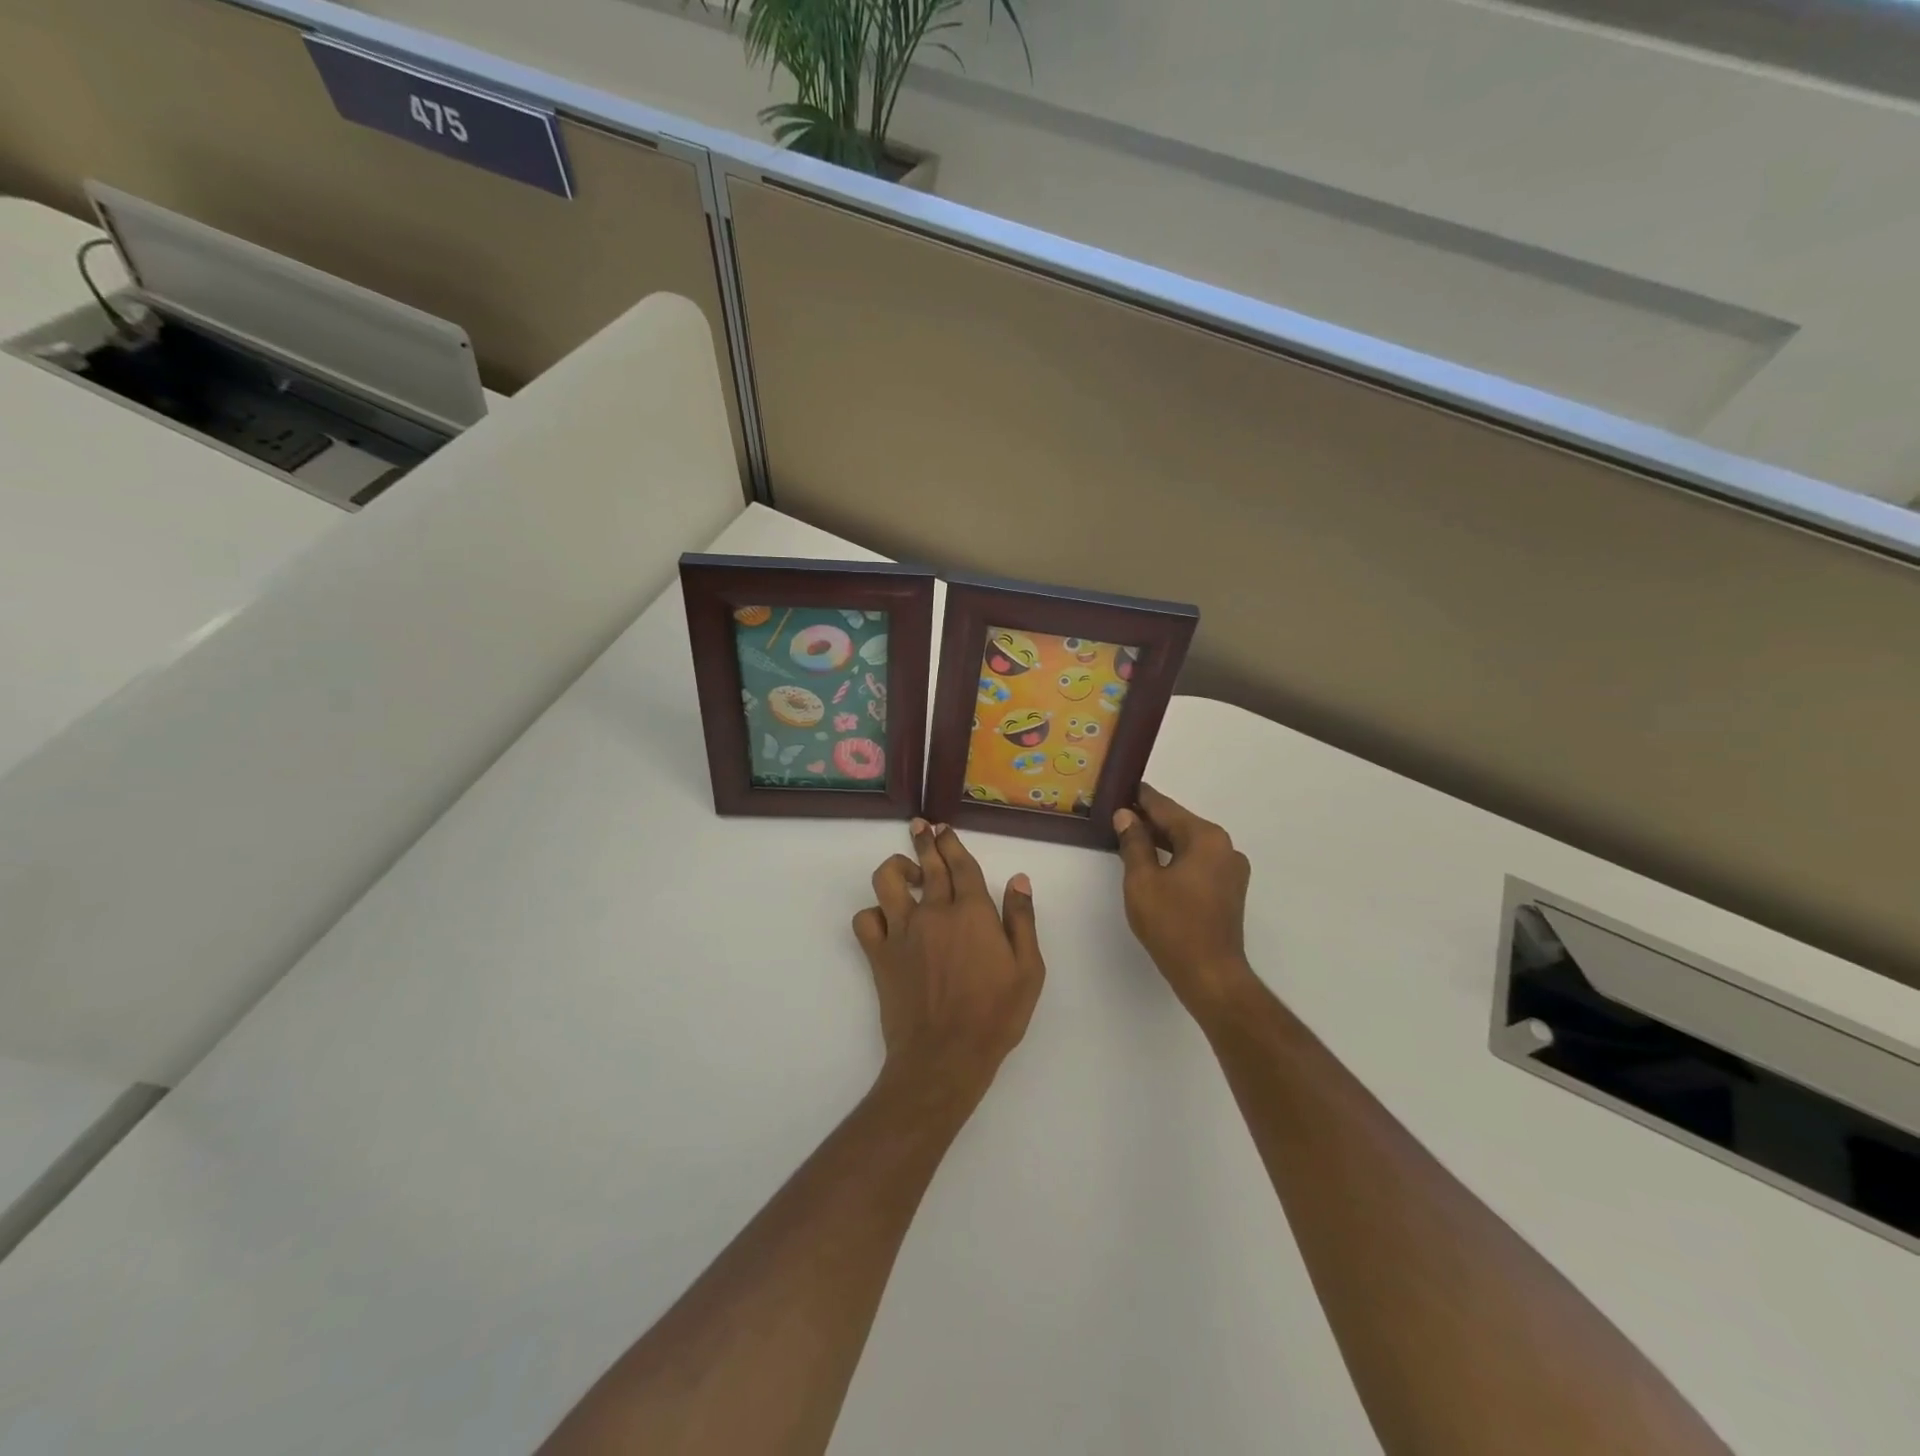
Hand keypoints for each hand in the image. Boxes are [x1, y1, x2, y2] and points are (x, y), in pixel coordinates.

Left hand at [853, 820, 1045, 1108]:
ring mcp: (902, 931)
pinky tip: (887, 919)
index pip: (960, 864)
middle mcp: (934, 912)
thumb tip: (1018, 879)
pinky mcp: (879, 954)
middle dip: (925, 839)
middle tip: (922, 827)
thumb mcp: (1028, 970)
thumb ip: (1022, 920)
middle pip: (927, 863)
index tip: (944, 829)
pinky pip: (866, 919)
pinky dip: (874, 913)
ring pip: (887, 880)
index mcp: (973, 913)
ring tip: (907, 873)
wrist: (945, 1057)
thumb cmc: (995, 1016)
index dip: (951, 843)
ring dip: (896, 868)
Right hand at [1114, 784, 1256, 1019]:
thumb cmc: (1173, 924)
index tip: (1123, 785)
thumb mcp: (1142, 880)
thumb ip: (1134, 843)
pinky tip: (1153, 863)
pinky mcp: (1229, 890)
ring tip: (1131, 836)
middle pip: (1180, 824)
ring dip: (1162, 840)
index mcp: (1206, 838)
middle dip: (1150, 819)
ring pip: (1189, 844)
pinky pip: (1197, 862)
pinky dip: (1175, 858)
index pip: (1166, 809)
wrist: (1210, 974)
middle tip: (1119, 812)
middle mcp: (1224, 847)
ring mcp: (1231, 870)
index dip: (1142, 798)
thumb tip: (1126, 815)